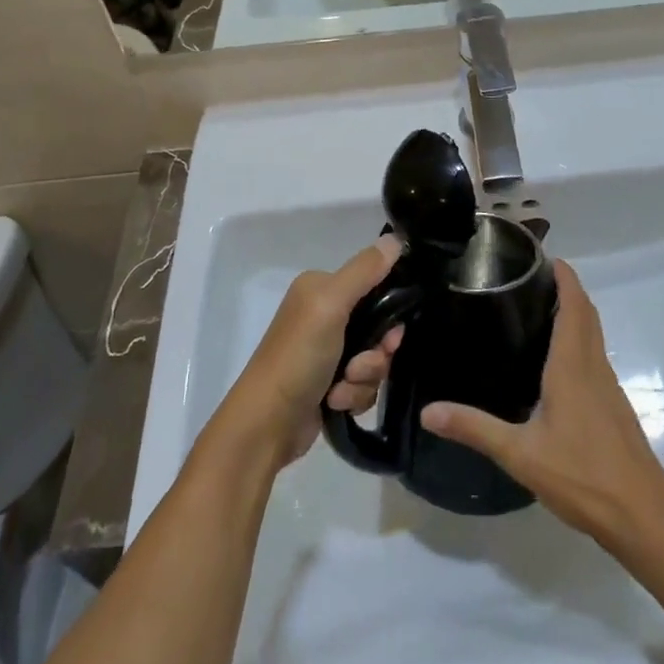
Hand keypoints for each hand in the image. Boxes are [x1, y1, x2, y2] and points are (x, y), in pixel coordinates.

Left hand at [214, 235, 405, 470]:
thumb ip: (364, 271)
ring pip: (373, 359)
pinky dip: (353, 396)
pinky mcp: (328, 384)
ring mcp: (326, 351)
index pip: (373, 286)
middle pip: (377, 328)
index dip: (389, 312)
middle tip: (360, 366)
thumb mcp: (331, 304)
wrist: (267, 424)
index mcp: (321, 288)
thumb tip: (396, 239)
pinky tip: (335, 403)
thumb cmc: (298, 357)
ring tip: (341, 389)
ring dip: (364, 378)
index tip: (390, 336)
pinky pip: (362, 384)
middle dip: (375, 354)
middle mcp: (323, 314)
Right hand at [421, 261, 663, 545]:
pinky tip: (555, 361)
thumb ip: (475, 429)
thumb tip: (428, 411)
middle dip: (567, 288)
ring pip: (593, 334)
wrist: (642, 516)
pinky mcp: (614, 406)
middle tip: (531, 277)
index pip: (574, 305)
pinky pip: (595, 356)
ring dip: (574, 313)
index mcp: (573, 365)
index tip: (543, 256)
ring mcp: (608, 386)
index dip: (564, 276)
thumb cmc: (582, 475)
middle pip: (586, 313)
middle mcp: (594, 366)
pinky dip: (579, 339)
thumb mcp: (520, 454)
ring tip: (538, 309)